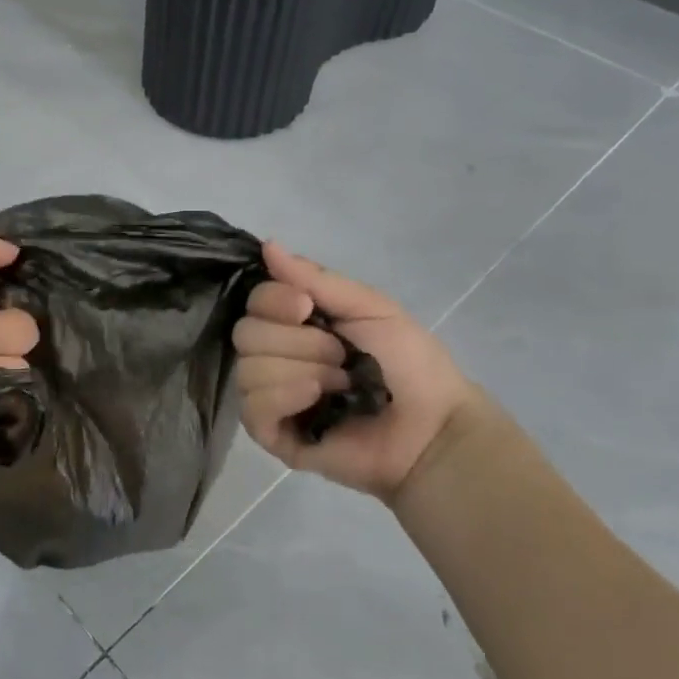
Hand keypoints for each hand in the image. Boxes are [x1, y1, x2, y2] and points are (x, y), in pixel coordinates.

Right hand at [234, 243, 475, 500]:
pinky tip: (316, 400)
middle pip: (245, 334)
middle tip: (340, 357)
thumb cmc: (408, 364)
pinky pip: (251, 407)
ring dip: (299, 371)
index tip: (307, 307)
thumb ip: (315, 277)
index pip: (253, 301)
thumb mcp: (368, 307)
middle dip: (297, 343)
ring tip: (339, 386)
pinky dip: (284, 396)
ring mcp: (269, 396)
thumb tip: (267, 244)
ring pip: (247, 369)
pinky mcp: (270, 433)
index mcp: (293, 325)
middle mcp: (273, 356)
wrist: (432, 427)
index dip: (274, 301)